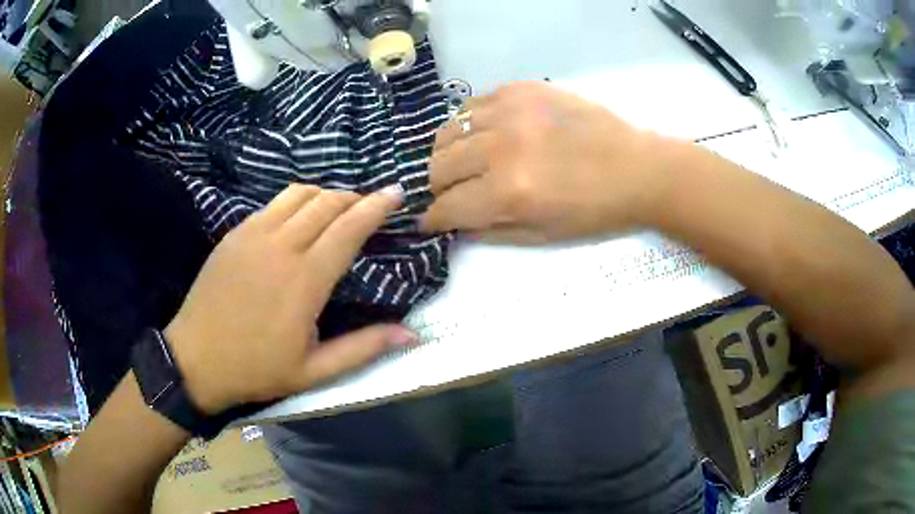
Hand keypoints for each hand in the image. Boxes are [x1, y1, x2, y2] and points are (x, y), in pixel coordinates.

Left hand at [164, 184, 416, 414]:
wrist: (195, 359)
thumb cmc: (256, 369)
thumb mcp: (314, 372)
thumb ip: (363, 348)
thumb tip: (412, 333)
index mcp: (304, 281)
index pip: (349, 228)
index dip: (377, 206)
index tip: (396, 192)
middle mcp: (281, 247)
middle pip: (327, 202)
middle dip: (355, 197)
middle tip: (370, 206)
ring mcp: (254, 234)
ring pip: (299, 194)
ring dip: (325, 194)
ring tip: (337, 208)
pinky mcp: (235, 233)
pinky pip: (273, 203)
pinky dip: (296, 201)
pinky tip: (299, 218)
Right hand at [421, 82, 676, 242]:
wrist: (638, 168)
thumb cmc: (595, 211)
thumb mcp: (543, 235)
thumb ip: (491, 231)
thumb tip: (454, 225)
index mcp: (510, 192)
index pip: (447, 206)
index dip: (432, 218)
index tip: (430, 220)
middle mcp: (502, 147)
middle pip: (438, 166)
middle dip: (437, 187)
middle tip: (452, 192)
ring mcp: (511, 111)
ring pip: (448, 131)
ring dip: (448, 153)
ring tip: (465, 161)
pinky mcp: (522, 89)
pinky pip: (473, 105)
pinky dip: (470, 124)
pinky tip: (486, 134)